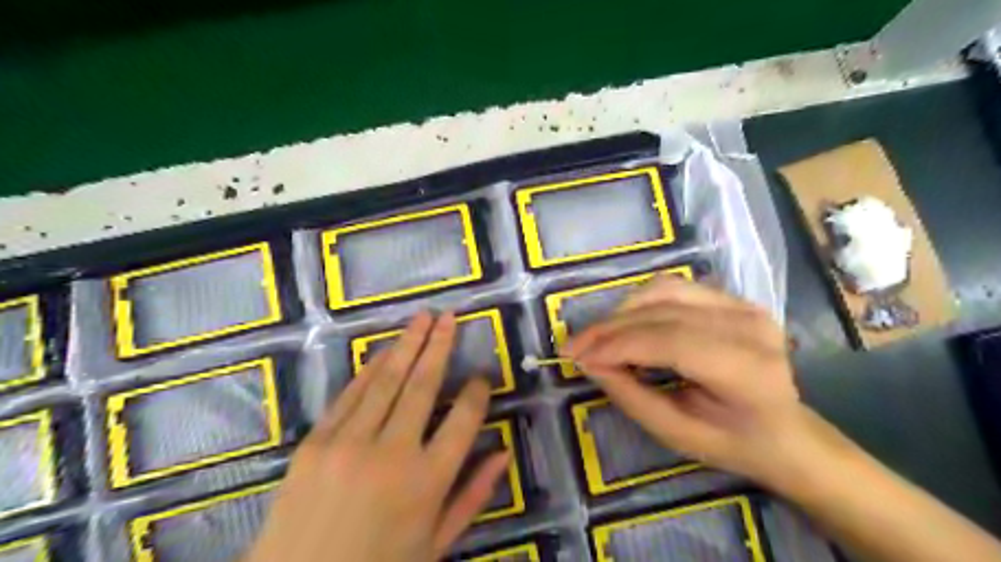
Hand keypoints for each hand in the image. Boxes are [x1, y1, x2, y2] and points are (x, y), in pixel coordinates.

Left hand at [242, 311, 508, 561]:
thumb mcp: (436, 543)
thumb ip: (473, 496)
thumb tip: (504, 452)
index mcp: (428, 482)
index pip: (463, 420)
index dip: (476, 393)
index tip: (482, 379)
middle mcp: (391, 453)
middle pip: (423, 386)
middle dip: (439, 346)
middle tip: (450, 317)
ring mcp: (348, 443)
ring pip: (386, 380)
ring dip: (407, 344)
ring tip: (422, 318)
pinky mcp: (315, 442)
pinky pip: (349, 395)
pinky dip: (370, 370)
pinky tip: (385, 351)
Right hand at [561, 278, 810, 490]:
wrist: (786, 431)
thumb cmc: (733, 443)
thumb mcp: (677, 434)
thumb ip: (631, 395)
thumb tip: (589, 362)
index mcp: (748, 372)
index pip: (671, 342)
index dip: (618, 345)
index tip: (576, 356)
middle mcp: (751, 327)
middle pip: (664, 313)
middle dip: (610, 328)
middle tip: (574, 346)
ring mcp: (745, 306)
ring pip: (665, 290)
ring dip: (622, 311)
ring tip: (598, 336)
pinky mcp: (734, 298)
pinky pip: (675, 288)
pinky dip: (642, 302)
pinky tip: (626, 322)